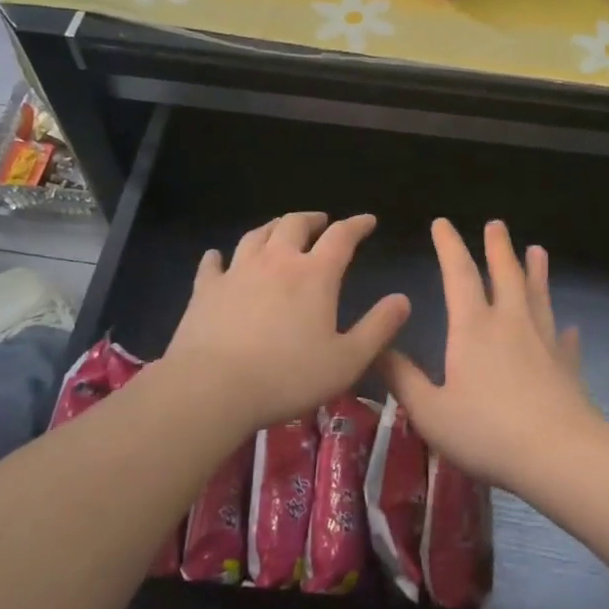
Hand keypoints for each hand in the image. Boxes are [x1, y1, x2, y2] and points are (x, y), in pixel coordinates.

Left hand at [160, 213, 409, 434]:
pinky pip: (213, 264)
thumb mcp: (348, 360)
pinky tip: (218, 257)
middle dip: (312, 219)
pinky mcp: (206, 290)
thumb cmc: (288, 376)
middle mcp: (276, 262)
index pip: (341, 237)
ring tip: (279, 229)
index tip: (368, 220)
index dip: (357, 225)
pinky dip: (219, 257)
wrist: (213, 388)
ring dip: (272, 228)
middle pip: (294, 225)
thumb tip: (402, 300)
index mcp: (315, 275)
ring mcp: (237, 272)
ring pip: (256, 236)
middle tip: (321, 222)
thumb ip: (379, 328)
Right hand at [377, 219, 597, 487]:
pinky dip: (564, 330)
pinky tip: (569, 327)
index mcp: (473, 328)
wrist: (558, 454)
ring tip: (537, 250)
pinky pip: (565, 340)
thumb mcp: (430, 412)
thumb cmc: (487, 431)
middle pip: (505, 274)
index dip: (450, 246)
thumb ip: (403, 380)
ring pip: (538, 296)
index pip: (459, 274)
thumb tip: (377, 349)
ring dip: (536, 271)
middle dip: (498, 247)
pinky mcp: (567, 365)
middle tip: (496, 224)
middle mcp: (510, 323)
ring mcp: (544, 341)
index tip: (443, 222)